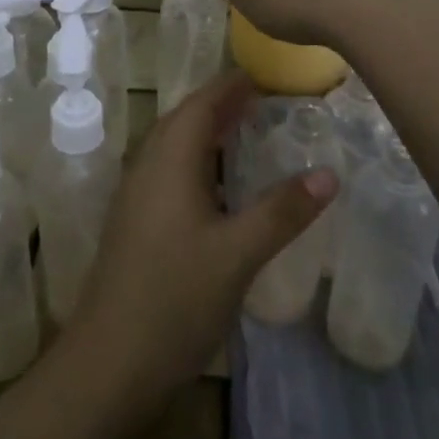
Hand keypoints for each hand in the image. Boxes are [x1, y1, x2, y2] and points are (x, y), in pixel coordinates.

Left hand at [64, 71, 337, 402]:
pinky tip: (221, 189)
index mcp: (169, 160)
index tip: (266, 76)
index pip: (202, 103)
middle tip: (265, 102)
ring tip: (248, 135)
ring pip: (174, 148)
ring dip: (208, 134)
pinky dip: (198, 164)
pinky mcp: (135, 224)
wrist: (109, 363)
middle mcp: (147, 167)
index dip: (232, 86)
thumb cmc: (174, 299)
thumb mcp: (238, 254)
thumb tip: (329, 172)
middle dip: (221, 105)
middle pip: (184, 120)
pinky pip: (169, 173)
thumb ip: (283, 211)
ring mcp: (136, 197)